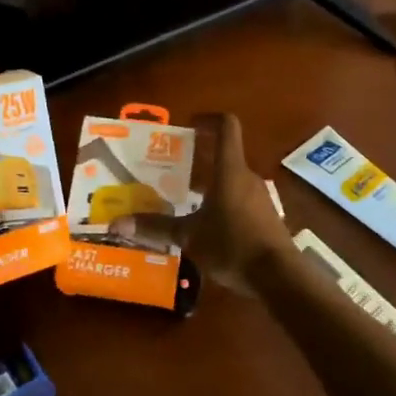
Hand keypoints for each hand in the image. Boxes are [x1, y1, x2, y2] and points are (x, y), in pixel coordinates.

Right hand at [110, 112, 291, 293]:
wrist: (279, 276)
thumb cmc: (233, 245)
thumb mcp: (189, 236)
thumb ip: (155, 227)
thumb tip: (116, 224)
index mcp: (230, 171)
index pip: (226, 127)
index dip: (208, 119)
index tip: (189, 124)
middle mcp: (247, 177)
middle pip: (224, 157)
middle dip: (198, 159)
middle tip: (171, 171)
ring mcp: (260, 198)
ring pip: (231, 181)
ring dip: (209, 185)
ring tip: (183, 200)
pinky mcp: (266, 218)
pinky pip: (239, 201)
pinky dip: (221, 204)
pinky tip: (206, 226)